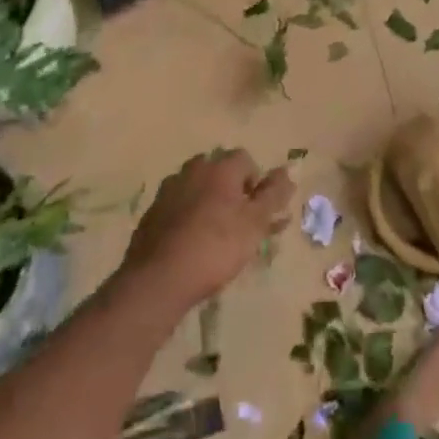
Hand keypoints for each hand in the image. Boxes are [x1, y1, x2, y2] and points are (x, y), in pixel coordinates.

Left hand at [119, 150, 293, 313]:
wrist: (158, 279)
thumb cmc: (216, 248)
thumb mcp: (255, 224)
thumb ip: (273, 195)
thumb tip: (287, 170)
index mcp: (220, 168)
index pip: (245, 159)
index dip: (256, 183)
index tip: (258, 211)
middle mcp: (193, 170)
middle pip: (219, 171)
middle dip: (231, 190)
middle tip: (239, 222)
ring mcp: (168, 190)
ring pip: (197, 188)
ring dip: (209, 202)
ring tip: (215, 235)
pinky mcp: (151, 213)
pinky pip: (177, 207)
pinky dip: (187, 218)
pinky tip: (190, 244)